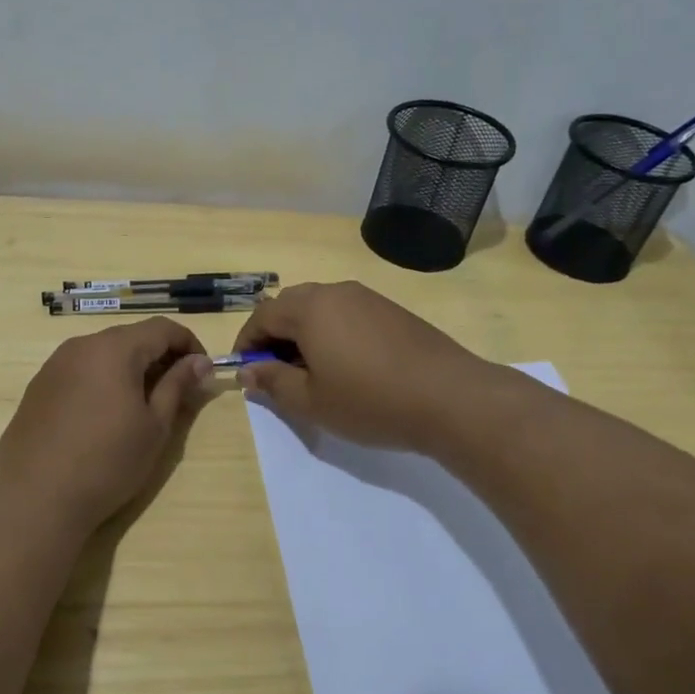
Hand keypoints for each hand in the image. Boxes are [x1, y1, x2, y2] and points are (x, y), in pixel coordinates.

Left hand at [0, 318, 211, 531]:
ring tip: (141, 405)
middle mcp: (81, 345)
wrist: (36, 499)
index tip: (202, 372)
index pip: (162, 328)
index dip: (189, 344)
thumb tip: (199, 361)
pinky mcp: (37, 387)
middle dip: (159, 356)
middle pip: (131, 337)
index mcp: (114, 348)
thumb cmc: (108, 462)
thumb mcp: (154, 426)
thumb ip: (177, 385)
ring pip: (103, 354)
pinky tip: (103, 417)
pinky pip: (79, 371)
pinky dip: (101, 381)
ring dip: (129, 369)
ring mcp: (54, 365)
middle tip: (177, 390)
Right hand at [231, 281, 494, 453]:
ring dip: (304, 333)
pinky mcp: (391, 310)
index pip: (262, 315)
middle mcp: (336, 292)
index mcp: (310, 308)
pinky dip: (332, 332)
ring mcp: (367, 298)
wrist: (450, 397)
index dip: (247, 342)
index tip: (245, 370)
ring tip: (311, 371)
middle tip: (276, 371)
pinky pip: (347, 313)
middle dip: (274, 335)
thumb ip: (273, 381)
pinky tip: (346, 365)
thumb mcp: (311, 401)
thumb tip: (247, 370)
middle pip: (290, 305)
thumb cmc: (370, 401)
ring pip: (320, 307)